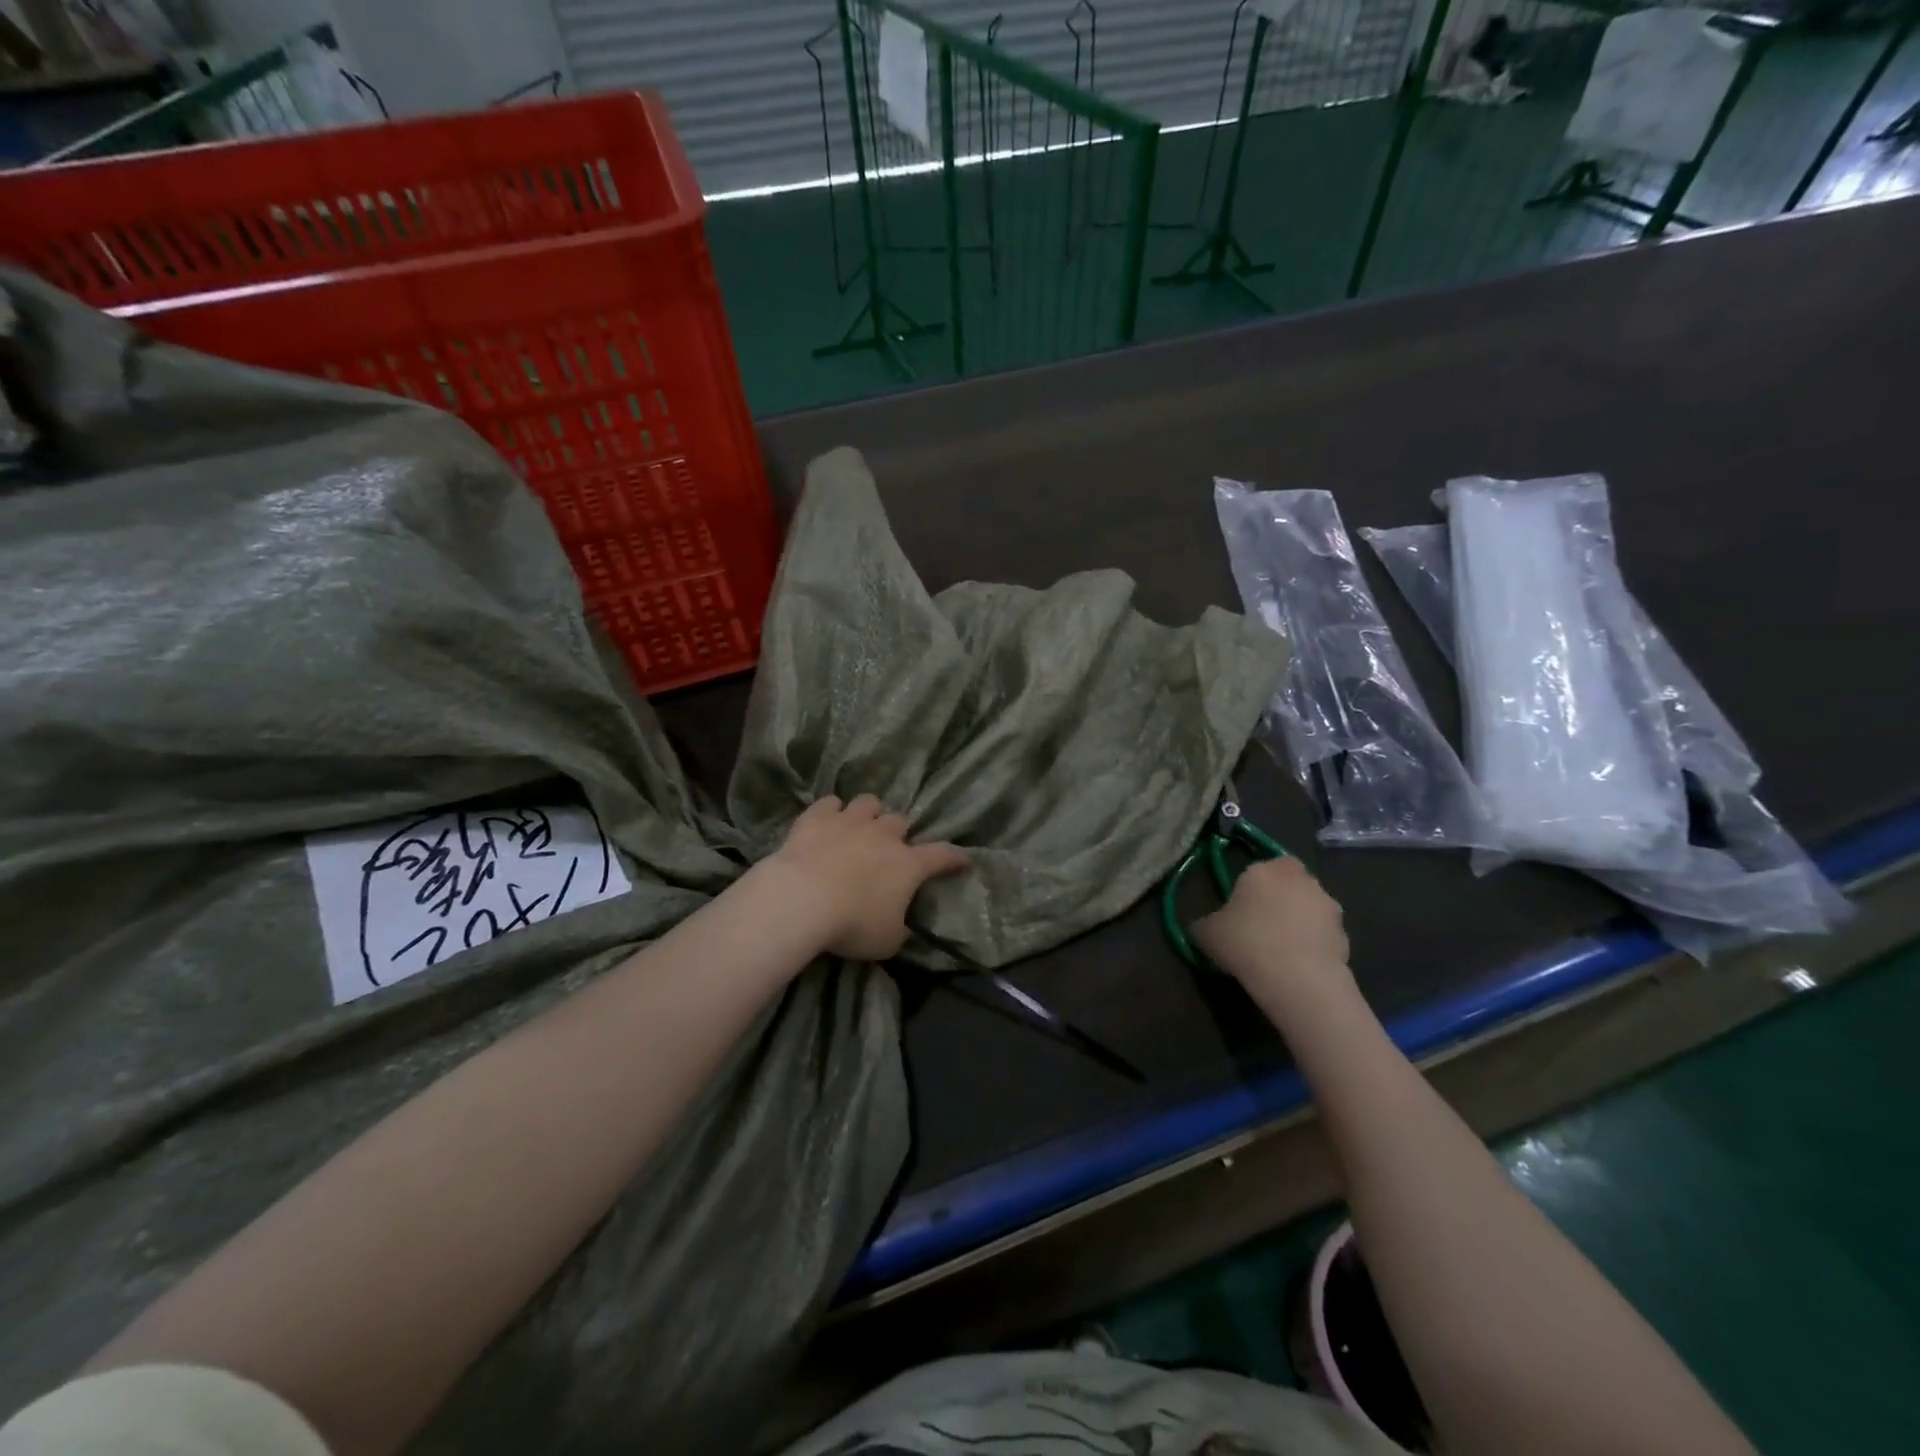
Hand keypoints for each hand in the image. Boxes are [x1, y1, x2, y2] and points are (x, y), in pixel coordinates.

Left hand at [765, 794, 969, 960]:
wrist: (802, 899)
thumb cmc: (852, 924)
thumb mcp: (886, 942)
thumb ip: (898, 930)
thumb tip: (900, 927)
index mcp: (908, 865)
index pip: (942, 855)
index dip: (955, 857)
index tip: (964, 859)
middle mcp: (883, 835)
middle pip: (899, 821)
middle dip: (897, 833)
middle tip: (888, 848)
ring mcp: (850, 821)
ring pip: (868, 802)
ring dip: (868, 814)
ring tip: (859, 826)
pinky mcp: (817, 818)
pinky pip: (829, 803)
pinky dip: (831, 811)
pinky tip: (827, 820)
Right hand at [1193, 857, 1352, 1008]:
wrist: (1298, 979)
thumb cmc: (1246, 942)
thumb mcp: (1206, 933)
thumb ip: (1204, 923)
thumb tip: (1203, 927)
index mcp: (1265, 869)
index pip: (1260, 867)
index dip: (1251, 887)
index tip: (1240, 910)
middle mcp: (1301, 879)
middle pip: (1289, 884)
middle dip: (1279, 900)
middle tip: (1261, 927)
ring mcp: (1329, 907)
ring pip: (1309, 909)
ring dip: (1299, 923)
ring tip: (1280, 952)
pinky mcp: (1346, 936)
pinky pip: (1323, 936)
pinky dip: (1313, 946)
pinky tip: (1297, 968)